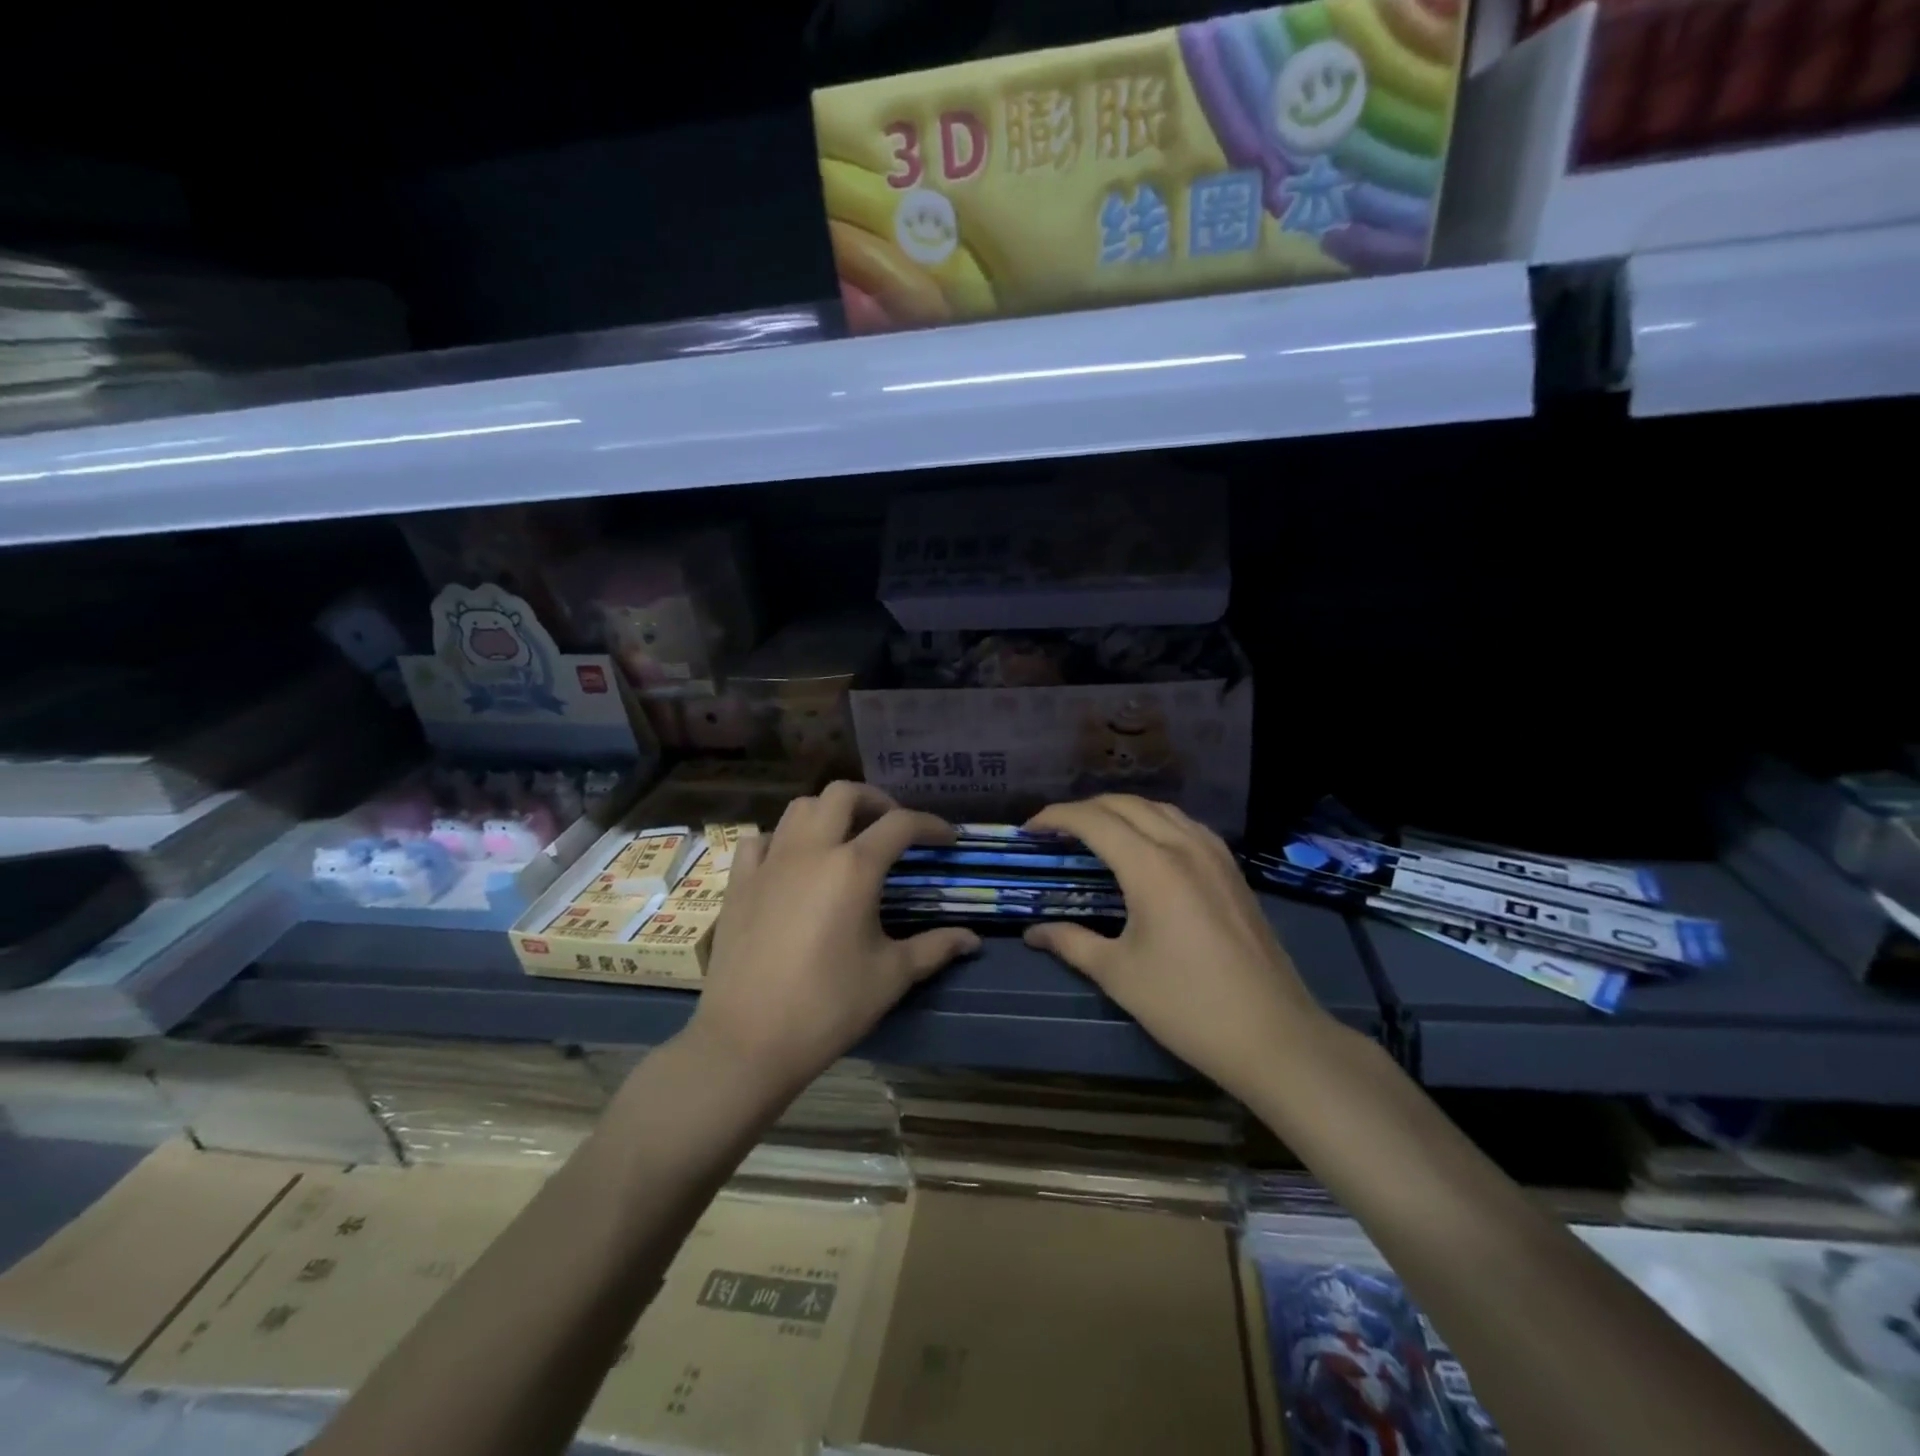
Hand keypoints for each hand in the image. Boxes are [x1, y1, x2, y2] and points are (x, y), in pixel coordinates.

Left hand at [687, 782, 978, 1093]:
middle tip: (892, 826)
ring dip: (829, 811)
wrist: (748, 1040)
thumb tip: (972, 940)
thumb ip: (935, 948)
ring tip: (846, 837)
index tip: (947, 839)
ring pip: (800, 807)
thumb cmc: (828, 1007)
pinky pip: (761, 839)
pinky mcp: (740, 882)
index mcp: (854, 868)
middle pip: (844, 794)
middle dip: (875, 800)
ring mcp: (770, 862)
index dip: (930, 824)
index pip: (900, 824)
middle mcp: (811, 850)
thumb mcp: (891, 977)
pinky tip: (792, 861)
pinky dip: (782, 838)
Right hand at [1022, 796, 1330, 1093]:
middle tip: (1056, 831)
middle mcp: (1184, 846)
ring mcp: (1215, 855)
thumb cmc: (1186, 1005)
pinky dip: (1155, 821)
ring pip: (1160, 809)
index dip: (1056, 817)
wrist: (1273, 1035)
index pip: (1094, 820)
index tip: (1030, 829)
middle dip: (1085, 809)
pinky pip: (1187, 825)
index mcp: (1151, 866)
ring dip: (1122, 810)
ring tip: (1096, 831)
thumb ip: (1071, 942)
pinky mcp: (1233, 870)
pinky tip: (1148, 845)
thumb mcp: (1119, 974)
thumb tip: (1033, 933)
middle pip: (1126, 804)